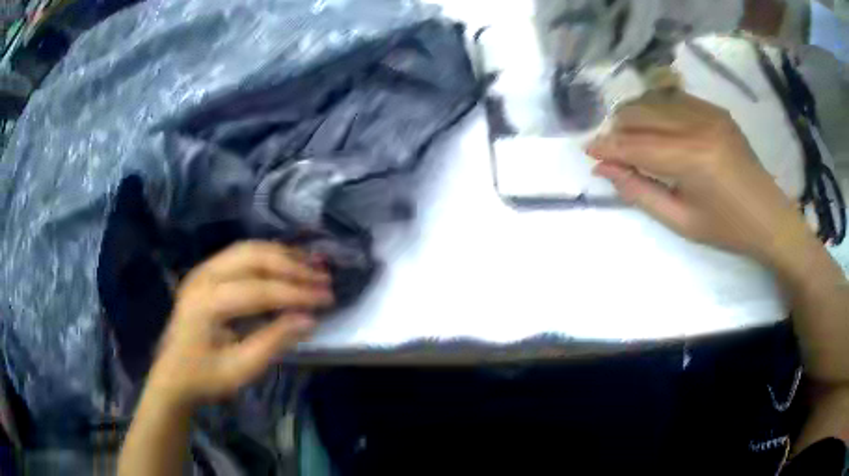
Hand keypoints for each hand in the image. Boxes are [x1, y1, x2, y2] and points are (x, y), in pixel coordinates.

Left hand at [146, 241, 332, 407]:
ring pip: (248, 249)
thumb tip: (309, 319)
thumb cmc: (205, 377)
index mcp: (206, 303)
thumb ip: (273, 341)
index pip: (259, 290)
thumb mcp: (241, 369)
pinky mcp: (205, 272)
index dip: (296, 293)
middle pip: (253, 258)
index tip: (327, 298)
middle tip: (323, 278)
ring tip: (312, 264)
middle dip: (292, 266)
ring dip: (282, 255)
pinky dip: (267, 256)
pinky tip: (286, 262)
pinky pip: (240, 254)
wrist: (172, 375)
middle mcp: (203, 276)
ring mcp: (202, 270)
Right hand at [587, 92, 802, 262]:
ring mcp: (708, 112)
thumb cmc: (728, 229)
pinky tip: (658, 128)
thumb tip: (604, 170)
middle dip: (618, 128)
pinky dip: (657, 110)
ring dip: (635, 116)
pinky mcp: (715, 109)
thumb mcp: (681, 221)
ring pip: (654, 99)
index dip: (608, 147)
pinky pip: (674, 98)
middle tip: (611, 150)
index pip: (636, 145)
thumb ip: (640, 192)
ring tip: (631, 138)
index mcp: (692, 159)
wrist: (769, 216)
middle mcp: (698, 125)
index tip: (588, 151)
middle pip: (640, 112)